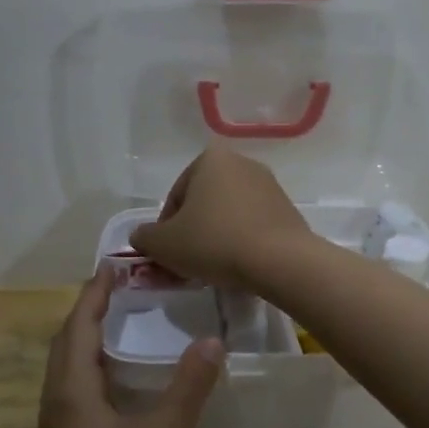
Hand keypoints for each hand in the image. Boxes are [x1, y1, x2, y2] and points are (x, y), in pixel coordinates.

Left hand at [37, 270, 222, 427]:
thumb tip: (213, 341)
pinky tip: (111, 378)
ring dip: (84, 338)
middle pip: (65, 342)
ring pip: (63, 367)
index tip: (111, 265)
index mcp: (73, 390)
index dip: (94, 294)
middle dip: (87, 311)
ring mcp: (52, 425)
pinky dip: (86, 366)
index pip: (79, 326)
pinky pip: (67, 387)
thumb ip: (189, 386)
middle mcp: (54, 400)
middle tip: (117, 289)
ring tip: (115, 323)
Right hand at [129, 146, 312, 293]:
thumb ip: (145, 237)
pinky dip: (241, 240)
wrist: (279, 260)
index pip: (175, 196)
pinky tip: (238, 264)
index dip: (165, 229)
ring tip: (213, 267)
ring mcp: (268, 185)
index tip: (168, 254)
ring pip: (228, 214)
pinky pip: (252, 224)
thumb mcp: (164, 244)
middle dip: (192, 231)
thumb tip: (141, 236)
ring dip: (216, 236)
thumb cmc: (214, 242)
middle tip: (187, 262)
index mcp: (210, 159)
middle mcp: (241, 163)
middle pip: (203, 203)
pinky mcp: (287, 208)